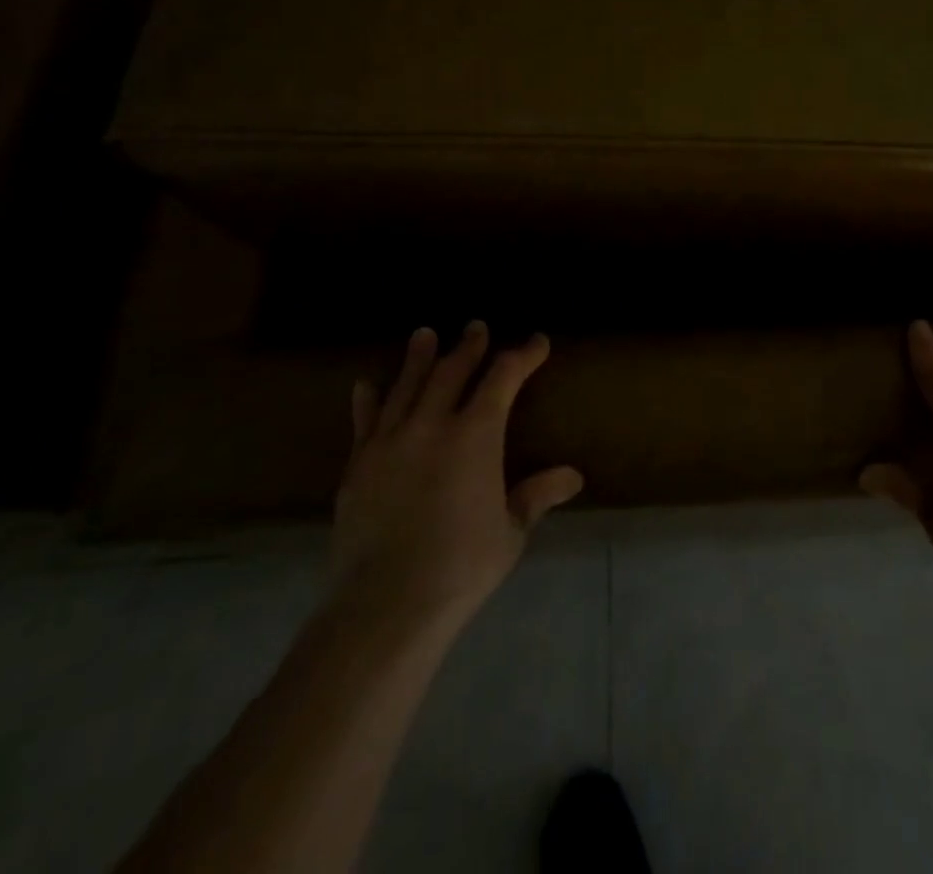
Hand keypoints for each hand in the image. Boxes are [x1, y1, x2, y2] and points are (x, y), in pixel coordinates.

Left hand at [327, 322, 582, 641]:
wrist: (384, 605)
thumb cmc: (460, 566)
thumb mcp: (510, 531)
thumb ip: (537, 495)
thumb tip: (573, 476)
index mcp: (475, 435)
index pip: (503, 378)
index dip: (523, 356)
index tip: (537, 342)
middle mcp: (431, 425)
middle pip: (452, 371)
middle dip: (469, 347)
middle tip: (476, 327)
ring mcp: (389, 442)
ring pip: (406, 386)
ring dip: (419, 358)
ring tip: (424, 334)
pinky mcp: (358, 466)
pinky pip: (365, 422)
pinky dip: (368, 400)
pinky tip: (366, 385)